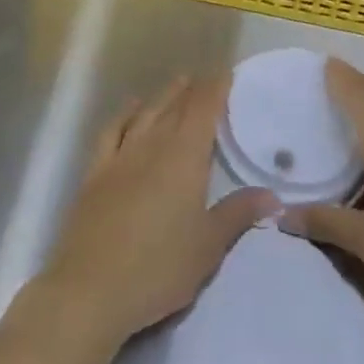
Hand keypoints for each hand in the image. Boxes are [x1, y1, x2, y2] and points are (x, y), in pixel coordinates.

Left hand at [39, 77, 274, 350]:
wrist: (90, 289)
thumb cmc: (158, 268)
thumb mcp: (208, 246)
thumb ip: (238, 214)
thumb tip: (273, 196)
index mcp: (185, 157)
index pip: (204, 110)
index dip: (216, 89)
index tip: (227, 74)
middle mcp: (154, 145)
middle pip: (176, 107)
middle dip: (193, 90)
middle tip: (206, 78)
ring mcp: (121, 157)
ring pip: (147, 114)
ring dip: (164, 96)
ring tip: (178, 83)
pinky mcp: (96, 173)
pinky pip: (113, 132)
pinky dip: (124, 115)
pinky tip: (131, 108)